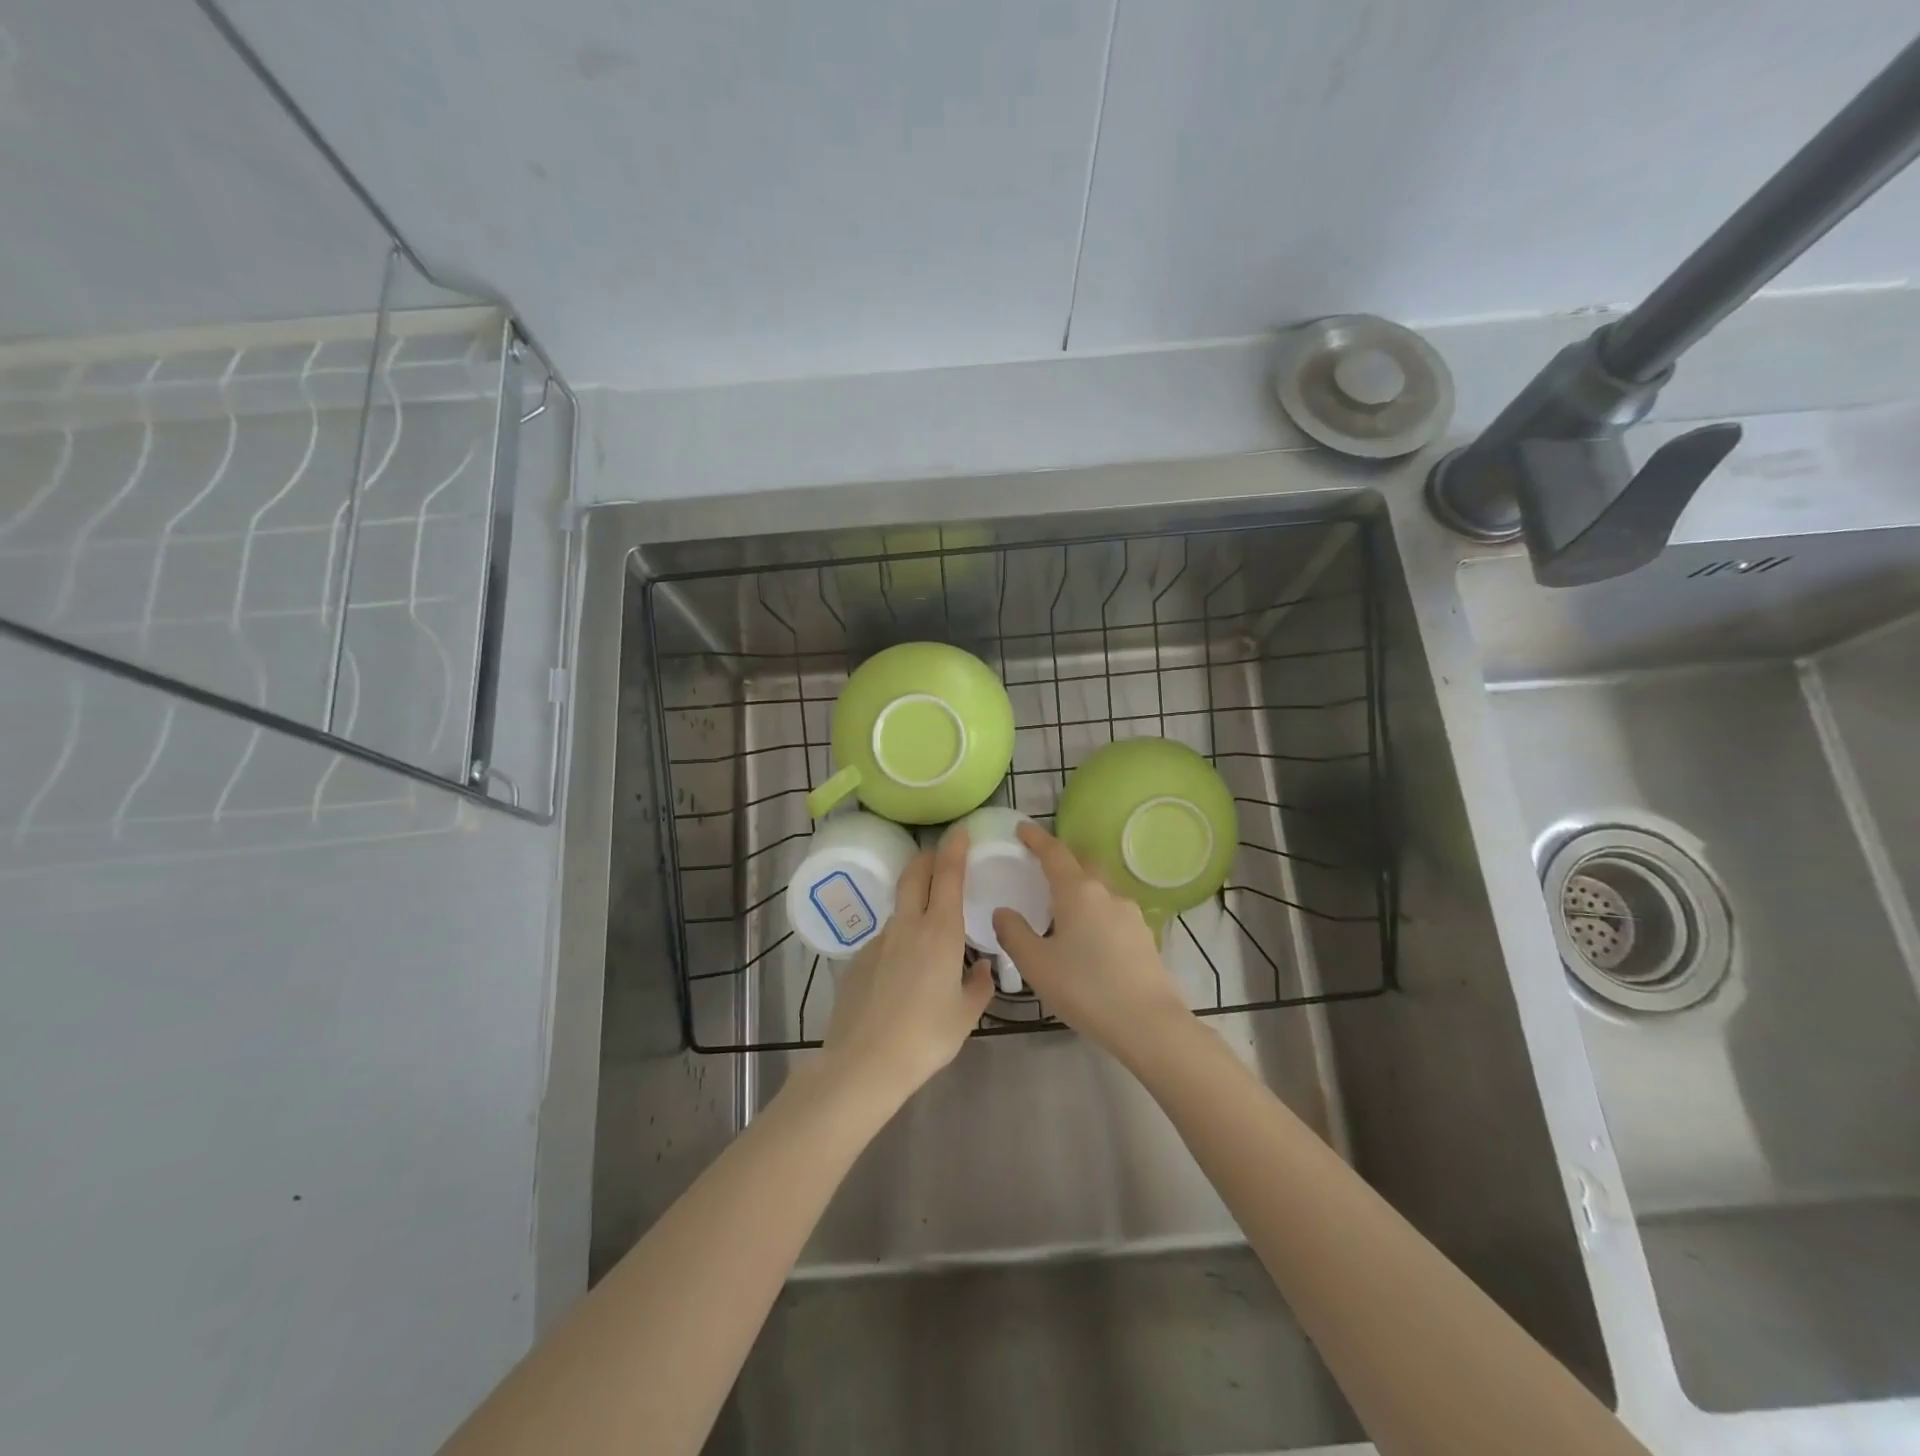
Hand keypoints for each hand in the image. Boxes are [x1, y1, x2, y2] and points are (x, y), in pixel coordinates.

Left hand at [819, 829, 993, 1108]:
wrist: (864, 1062)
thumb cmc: (926, 1037)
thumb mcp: (965, 1014)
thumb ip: (978, 986)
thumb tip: (982, 968)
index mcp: (940, 932)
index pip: (948, 875)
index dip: (954, 848)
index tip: (960, 831)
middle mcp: (907, 926)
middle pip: (915, 875)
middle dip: (928, 858)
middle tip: (939, 856)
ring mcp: (878, 941)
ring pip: (900, 908)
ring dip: (914, 903)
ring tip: (929, 931)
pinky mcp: (857, 960)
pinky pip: (885, 940)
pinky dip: (899, 941)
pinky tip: (901, 975)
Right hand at [992, 822, 1190, 1059]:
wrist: (1148, 1023)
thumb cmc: (1085, 989)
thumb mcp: (1037, 964)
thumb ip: (1014, 933)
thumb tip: (1003, 912)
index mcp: (1078, 892)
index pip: (1054, 852)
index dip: (1036, 838)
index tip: (1022, 828)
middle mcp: (1106, 893)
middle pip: (1082, 863)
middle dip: (1062, 858)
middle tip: (1041, 866)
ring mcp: (1130, 913)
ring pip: (1100, 887)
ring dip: (1081, 886)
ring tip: (1062, 906)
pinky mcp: (1144, 935)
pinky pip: (1112, 910)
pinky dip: (1095, 909)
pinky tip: (1088, 935)